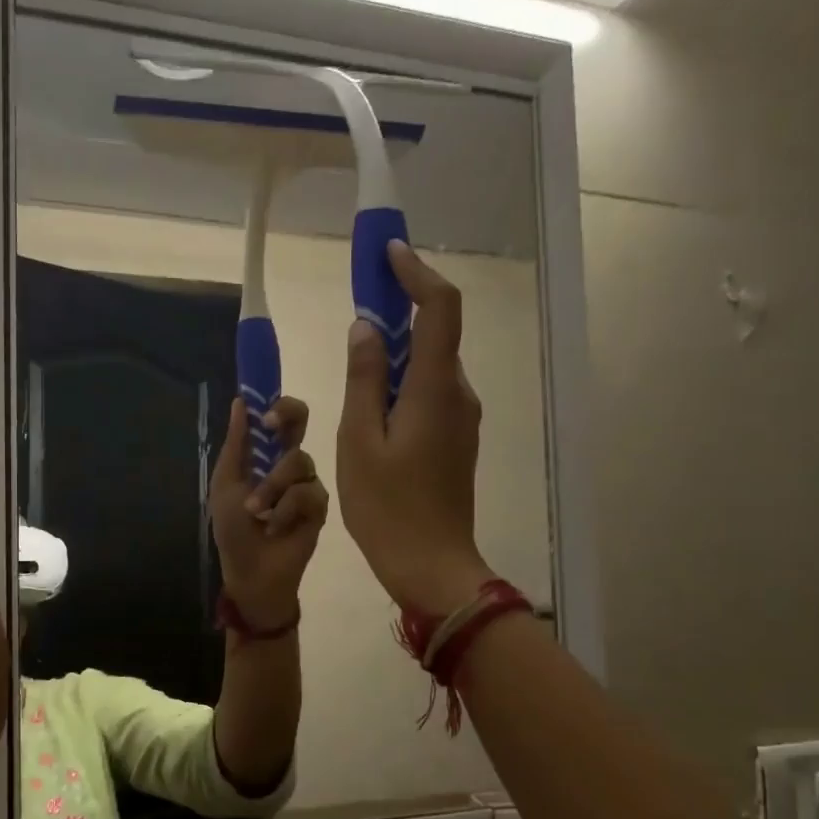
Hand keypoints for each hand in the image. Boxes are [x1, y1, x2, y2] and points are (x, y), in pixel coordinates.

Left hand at [209, 395, 329, 629]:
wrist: (251, 572)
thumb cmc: (233, 530)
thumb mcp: (226, 484)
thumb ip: (237, 444)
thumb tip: (240, 401)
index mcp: (265, 456)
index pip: (279, 418)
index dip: (277, 405)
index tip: (263, 411)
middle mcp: (290, 464)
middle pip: (301, 422)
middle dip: (288, 416)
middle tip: (271, 427)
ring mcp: (308, 483)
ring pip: (300, 461)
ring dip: (272, 486)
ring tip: (257, 512)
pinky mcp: (320, 506)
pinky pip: (308, 492)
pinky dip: (285, 509)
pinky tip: (275, 527)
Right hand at [336, 242, 493, 613]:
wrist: (431, 565)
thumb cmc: (386, 507)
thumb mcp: (359, 440)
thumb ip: (363, 378)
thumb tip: (366, 328)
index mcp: (433, 388)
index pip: (439, 308)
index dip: (416, 272)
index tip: (387, 253)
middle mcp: (457, 394)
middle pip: (435, 332)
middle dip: (401, 305)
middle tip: (362, 293)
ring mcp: (462, 418)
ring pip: (430, 364)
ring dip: (398, 346)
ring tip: (356, 351)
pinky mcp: (456, 439)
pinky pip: (429, 392)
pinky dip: (403, 378)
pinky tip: (372, 400)